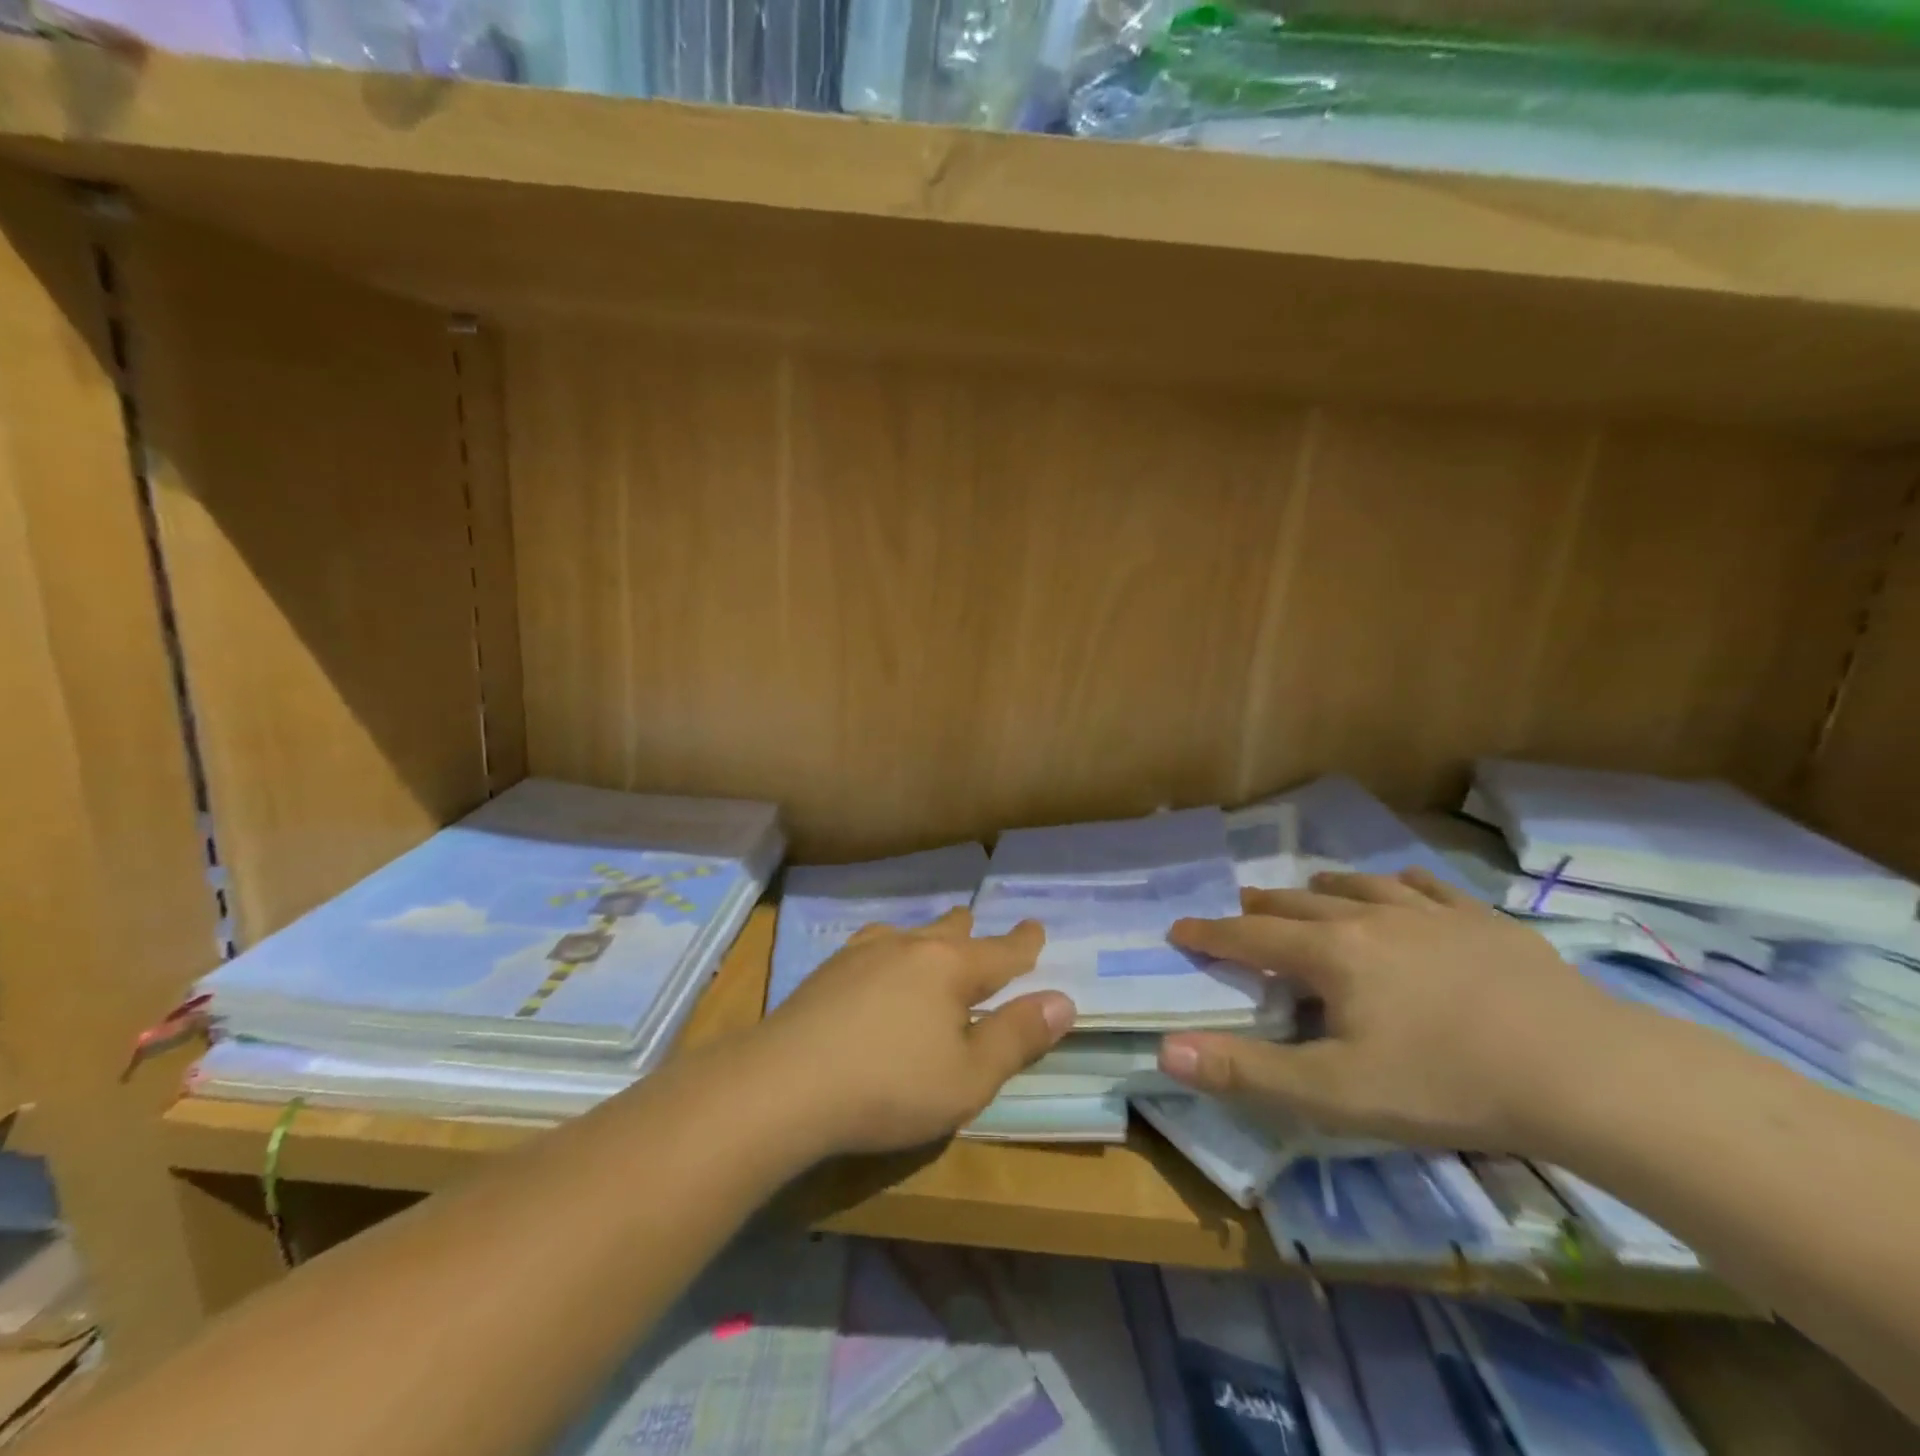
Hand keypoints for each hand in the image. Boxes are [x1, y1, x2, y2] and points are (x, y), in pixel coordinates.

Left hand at [757, 908, 1074, 1156]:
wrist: (784, 1084)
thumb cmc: (890, 1086)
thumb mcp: (969, 1077)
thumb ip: (1017, 1036)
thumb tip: (1062, 1000)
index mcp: (950, 967)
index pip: (1000, 951)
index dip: (1023, 942)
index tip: (1035, 928)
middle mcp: (909, 946)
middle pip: (951, 930)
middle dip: (972, 932)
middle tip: (981, 931)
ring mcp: (863, 953)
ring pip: (909, 932)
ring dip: (929, 937)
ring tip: (933, 941)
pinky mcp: (828, 970)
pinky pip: (873, 946)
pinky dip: (891, 950)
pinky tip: (876, 963)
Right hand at [1158, 870, 1636, 1153]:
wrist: (1588, 1073)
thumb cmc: (1448, 1084)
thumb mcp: (1335, 1093)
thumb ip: (1246, 1071)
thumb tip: (1165, 1048)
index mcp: (1330, 955)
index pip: (1249, 938)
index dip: (1209, 935)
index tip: (1178, 928)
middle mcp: (1370, 919)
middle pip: (1297, 904)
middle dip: (1259, 908)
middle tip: (1239, 911)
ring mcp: (1431, 914)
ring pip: (1358, 887)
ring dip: (1322, 889)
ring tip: (1309, 892)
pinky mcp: (1483, 921)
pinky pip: (1428, 887)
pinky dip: (1398, 885)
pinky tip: (1400, 887)